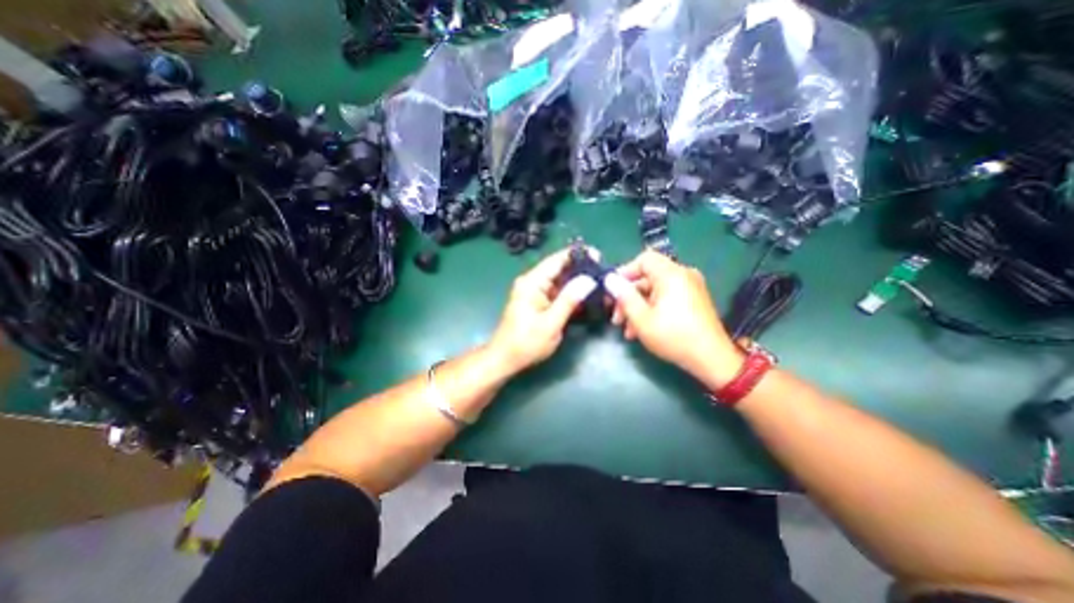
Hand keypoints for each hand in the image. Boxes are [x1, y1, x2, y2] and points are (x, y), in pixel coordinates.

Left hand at [490, 247, 601, 374]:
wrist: (505, 359)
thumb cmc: (526, 343)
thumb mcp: (551, 323)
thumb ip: (569, 300)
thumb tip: (588, 279)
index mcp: (532, 283)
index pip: (556, 260)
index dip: (578, 256)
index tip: (598, 256)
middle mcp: (533, 282)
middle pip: (560, 269)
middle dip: (582, 271)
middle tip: (604, 274)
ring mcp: (535, 292)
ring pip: (561, 282)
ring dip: (578, 284)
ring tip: (601, 285)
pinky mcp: (539, 302)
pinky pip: (558, 293)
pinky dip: (571, 295)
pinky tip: (587, 298)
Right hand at [600, 249, 744, 386]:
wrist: (712, 359)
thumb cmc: (674, 336)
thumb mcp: (642, 318)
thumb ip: (624, 296)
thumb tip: (610, 279)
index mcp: (671, 274)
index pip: (644, 259)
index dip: (625, 272)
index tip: (612, 291)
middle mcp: (682, 275)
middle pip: (647, 278)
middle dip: (628, 297)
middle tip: (616, 317)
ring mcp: (690, 288)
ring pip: (655, 291)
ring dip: (637, 307)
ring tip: (627, 330)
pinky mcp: (693, 301)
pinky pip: (666, 298)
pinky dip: (652, 309)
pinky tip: (641, 330)